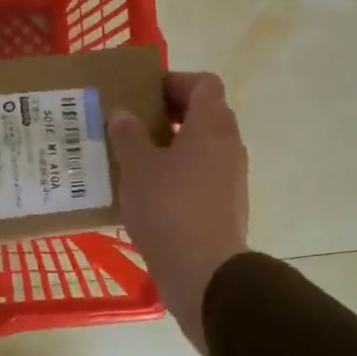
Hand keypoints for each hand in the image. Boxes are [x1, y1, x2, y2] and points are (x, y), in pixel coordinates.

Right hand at [108, 73, 249, 352]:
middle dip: (170, 114)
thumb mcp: (137, 168)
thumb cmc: (169, 210)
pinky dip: (180, 174)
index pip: (204, 83)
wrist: (205, 274)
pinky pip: (203, 176)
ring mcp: (232, 178)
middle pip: (205, 114)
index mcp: (212, 126)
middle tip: (134, 124)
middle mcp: (229, 146)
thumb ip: (128, 135)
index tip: (145, 94)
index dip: (175, 81)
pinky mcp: (227, 207)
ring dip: (173, 146)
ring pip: (203, 147)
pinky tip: (149, 193)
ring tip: (135, 159)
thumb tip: (124, 114)